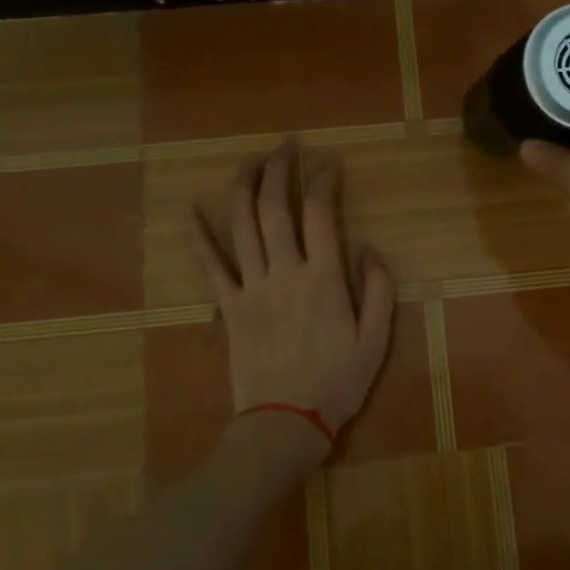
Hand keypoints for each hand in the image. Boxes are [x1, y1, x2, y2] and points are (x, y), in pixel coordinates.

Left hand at [191, 141, 395, 440]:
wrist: (284, 422)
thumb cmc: (336, 383)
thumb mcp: (376, 342)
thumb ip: (378, 292)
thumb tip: (372, 251)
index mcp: (323, 278)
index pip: (320, 214)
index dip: (324, 182)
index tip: (329, 164)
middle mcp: (284, 272)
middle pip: (275, 208)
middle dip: (279, 170)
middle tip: (286, 146)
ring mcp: (250, 287)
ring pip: (241, 225)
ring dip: (244, 187)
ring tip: (250, 162)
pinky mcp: (228, 306)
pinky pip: (210, 265)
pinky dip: (199, 236)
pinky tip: (191, 210)